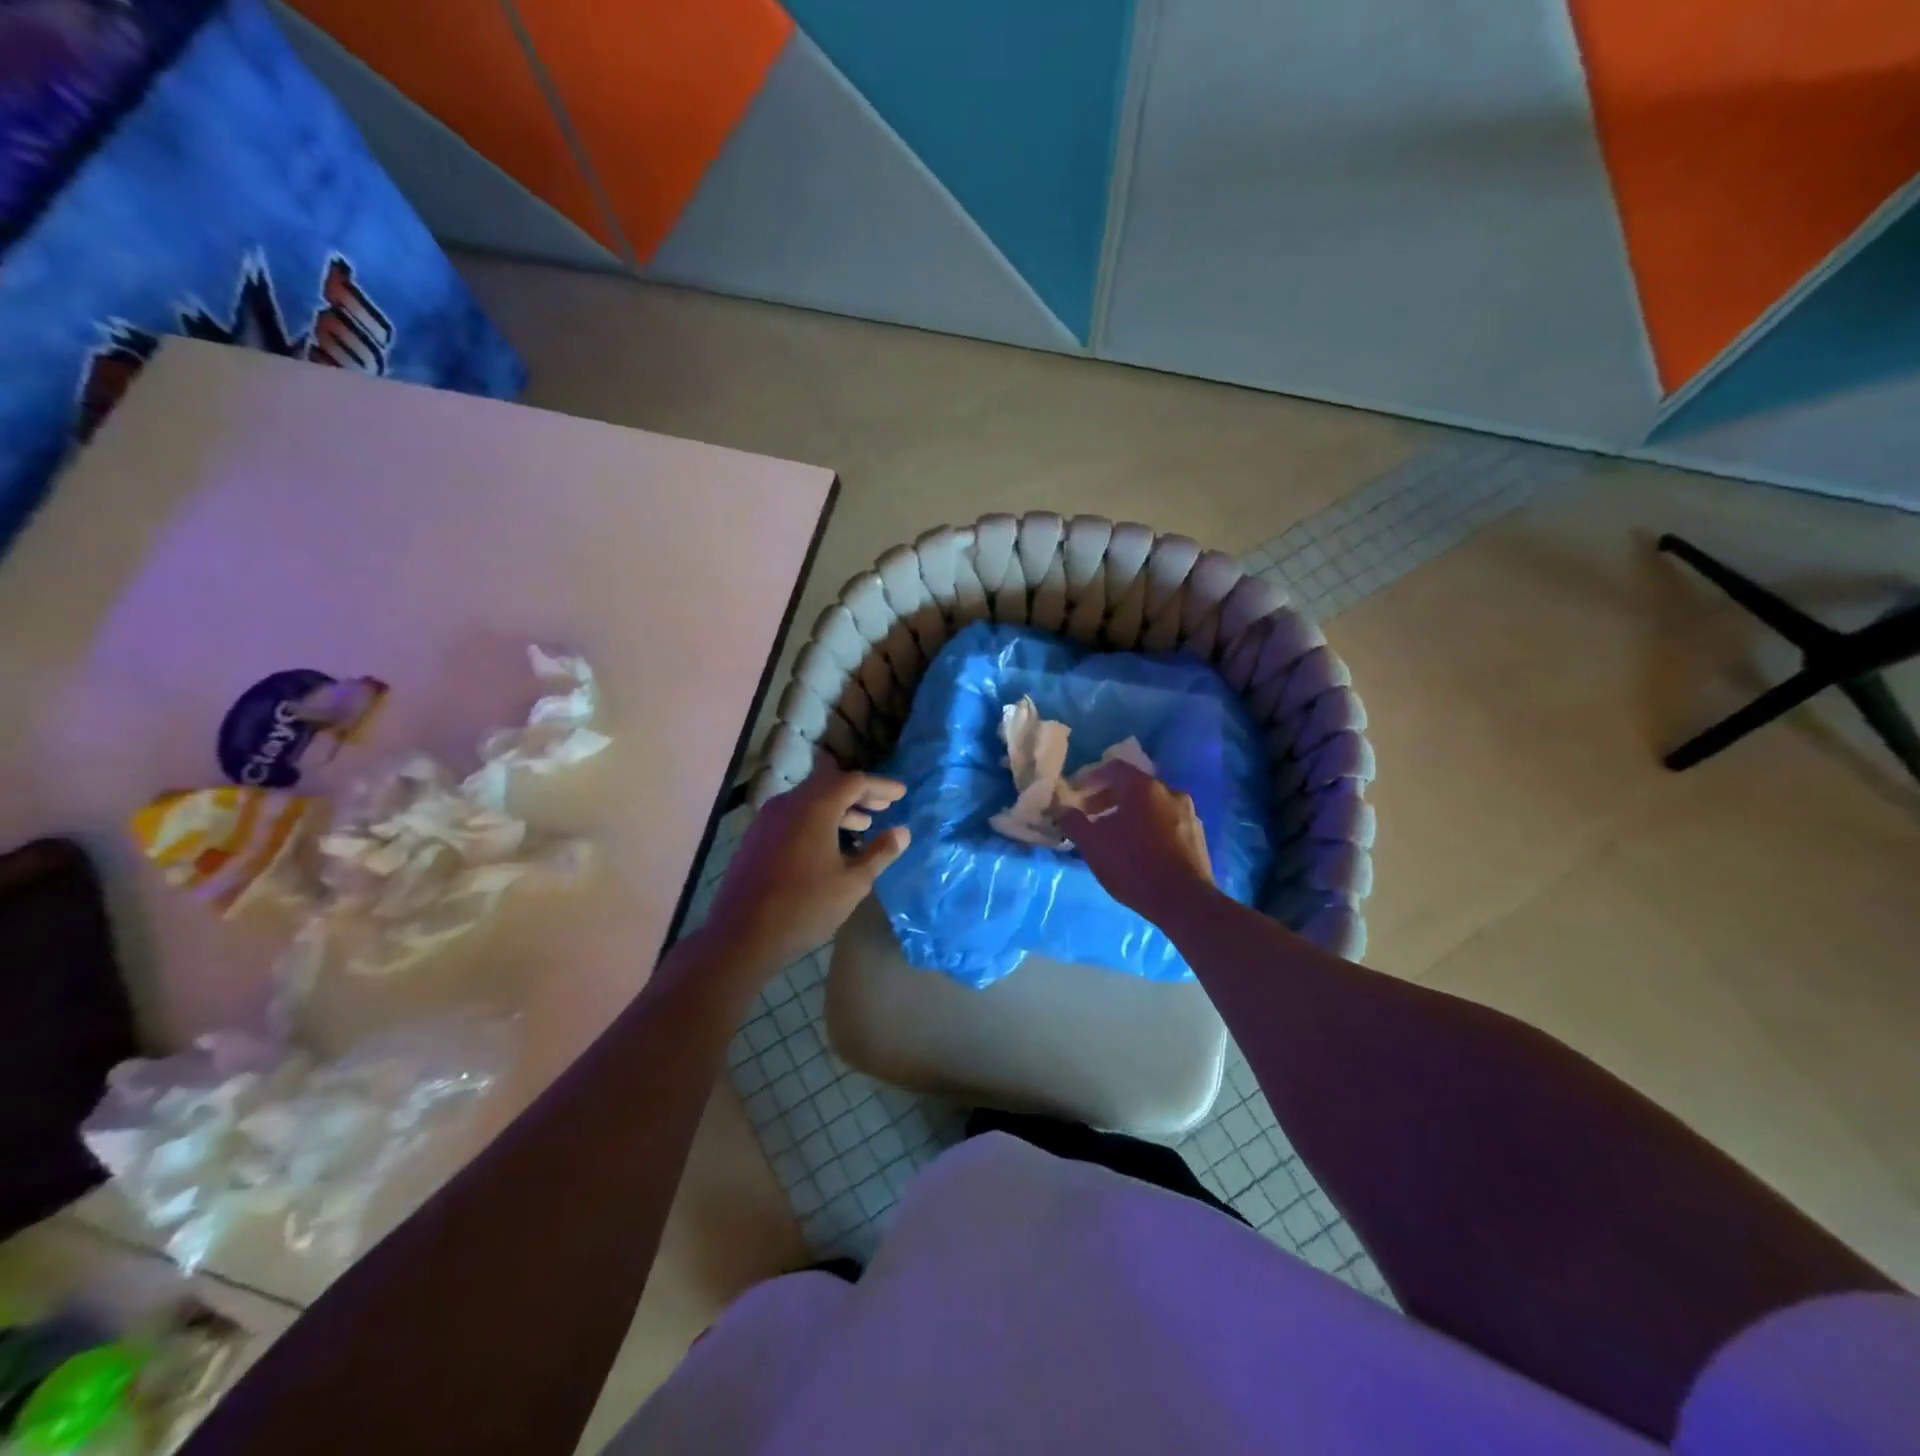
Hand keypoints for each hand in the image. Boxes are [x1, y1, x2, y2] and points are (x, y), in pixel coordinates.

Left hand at [705, 767, 910, 973]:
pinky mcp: (757, 836)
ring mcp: (768, 818)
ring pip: (810, 799)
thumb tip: (902, 832)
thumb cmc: (804, 907)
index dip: (881, 785)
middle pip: (830, 784)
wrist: (741, 935)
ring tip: (864, 824)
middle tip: (885, 805)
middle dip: (860, 793)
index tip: (902, 793)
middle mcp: (789, 803)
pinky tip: (830, 842)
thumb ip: (879, 853)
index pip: (853, 781)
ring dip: (839, 807)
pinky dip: (818, 818)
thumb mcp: (852, 883)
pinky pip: (794, 814)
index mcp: (814, 807)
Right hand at [1055, 759, 1214, 919]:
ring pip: (1152, 804)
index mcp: (1144, 787)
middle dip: (1108, 798)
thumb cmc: (1133, 866)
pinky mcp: (1198, 836)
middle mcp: (1170, 792)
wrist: (1184, 902)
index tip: (1077, 794)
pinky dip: (1149, 826)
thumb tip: (1060, 808)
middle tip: (1090, 816)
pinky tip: (1139, 849)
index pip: (1114, 768)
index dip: (1092, 778)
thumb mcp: (1092, 844)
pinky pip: (1167, 821)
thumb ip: (1073, 822)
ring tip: (1113, 835)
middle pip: (1134, 785)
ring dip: (1129, 813)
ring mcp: (1188, 814)